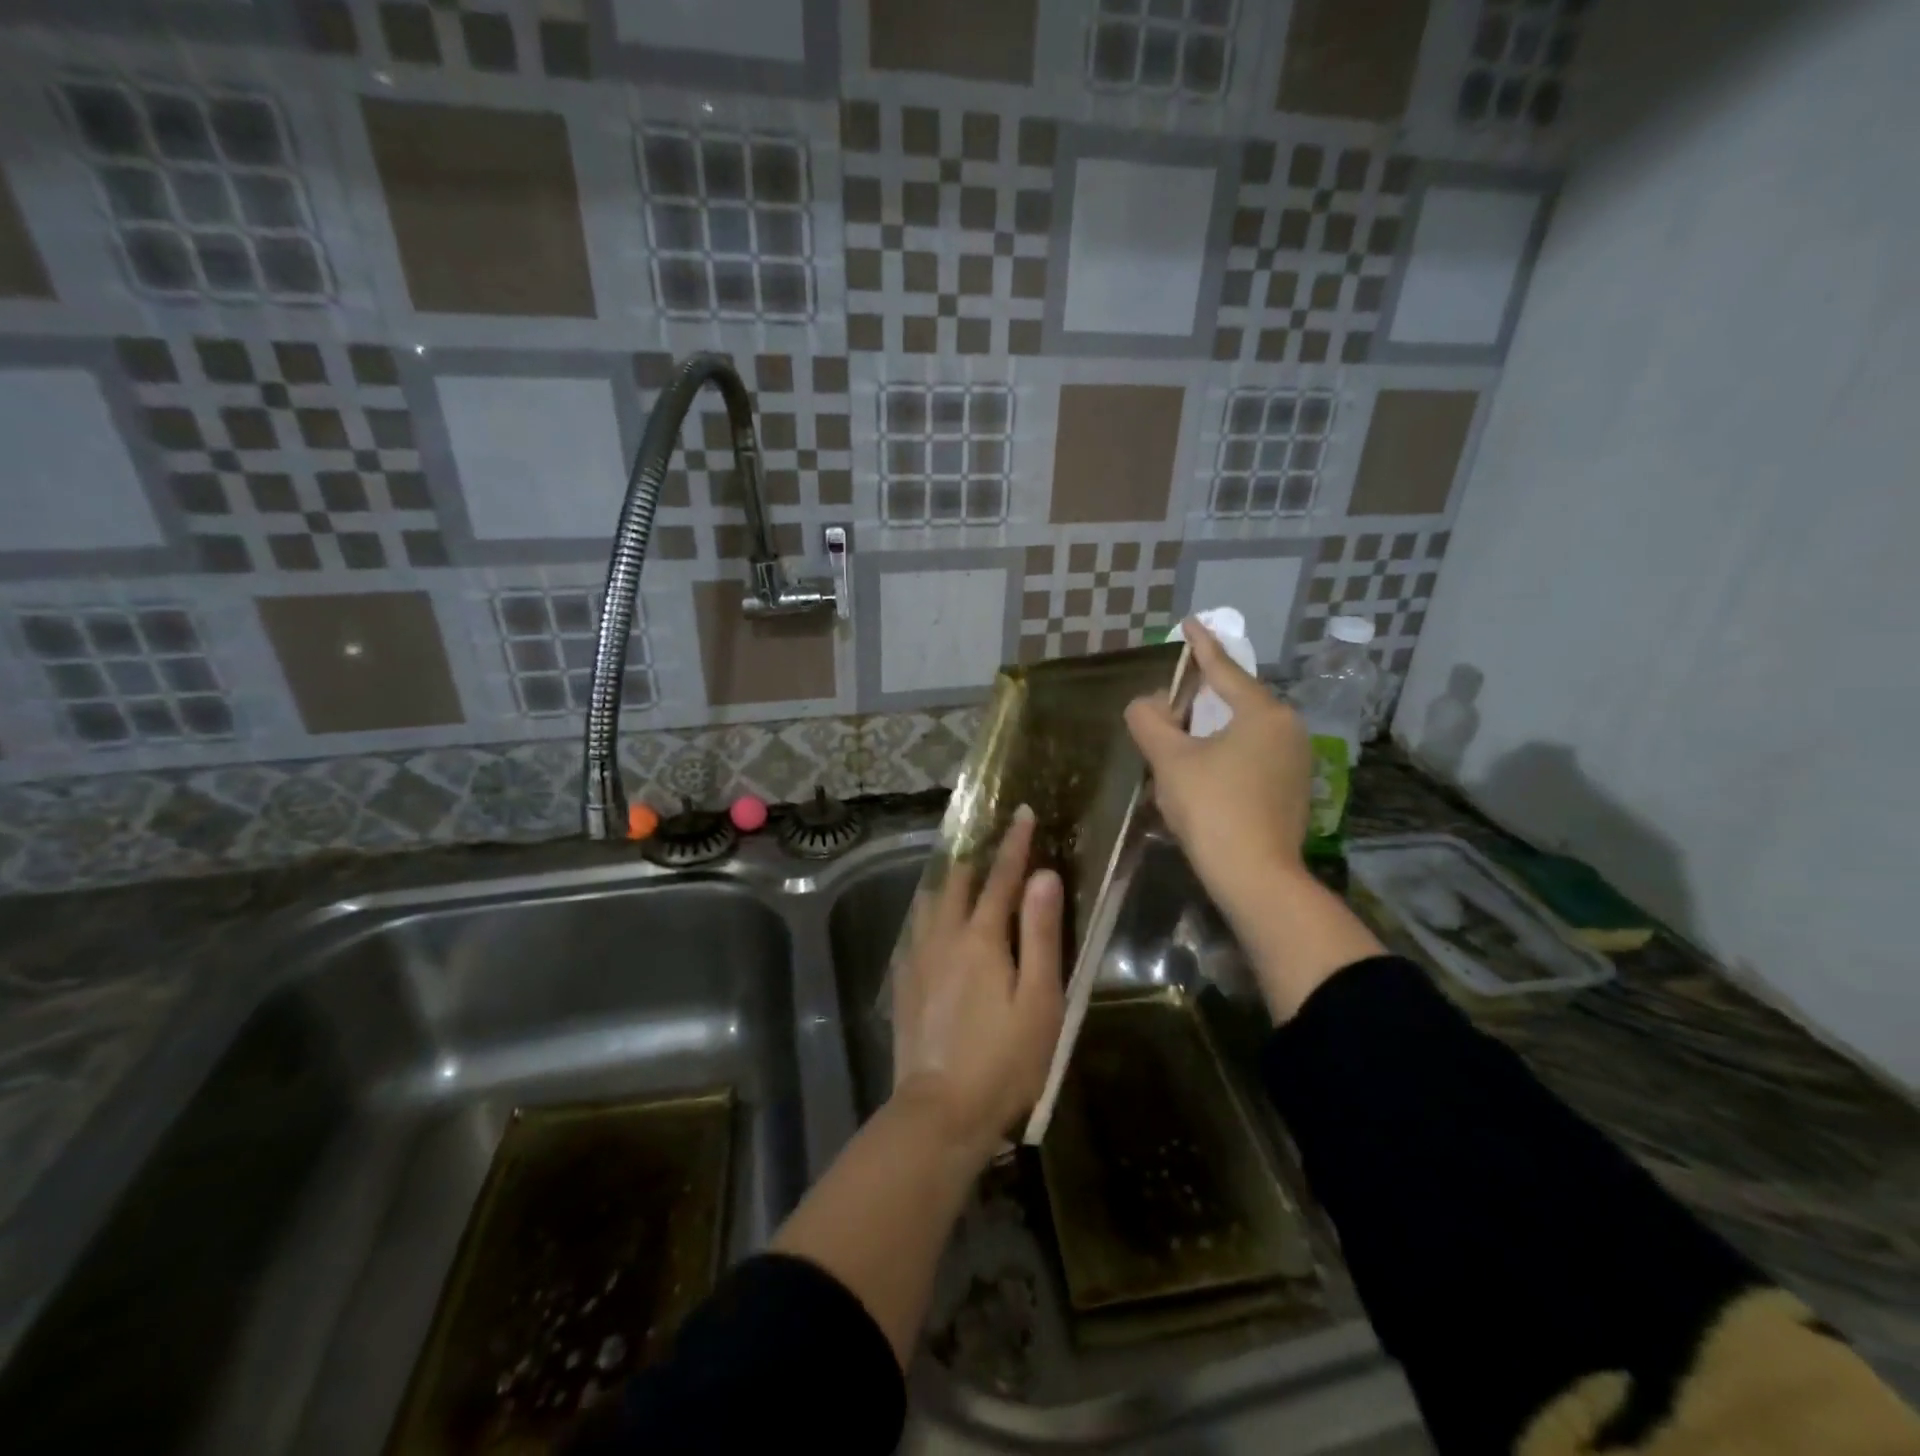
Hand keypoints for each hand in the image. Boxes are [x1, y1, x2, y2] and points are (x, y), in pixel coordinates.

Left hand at [891, 806, 1064, 1165]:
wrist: (941, 1110)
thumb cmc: (1004, 1059)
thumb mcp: (1039, 999)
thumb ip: (1042, 934)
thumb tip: (1044, 876)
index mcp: (982, 938)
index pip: (1001, 878)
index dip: (1014, 844)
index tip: (1021, 813)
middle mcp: (944, 937)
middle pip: (958, 883)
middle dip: (978, 858)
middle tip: (994, 844)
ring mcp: (918, 959)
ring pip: (929, 903)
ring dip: (949, 883)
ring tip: (964, 877)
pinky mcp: (905, 983)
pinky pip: (915, 930)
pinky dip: (929, 913)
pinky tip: (933, 923)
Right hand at [1125, 619, 1312, 916]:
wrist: (1256, 878)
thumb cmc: (1212, 808)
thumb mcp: (1171, 760)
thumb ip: (1150, 722)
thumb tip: (1144, 703)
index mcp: (1263, 712)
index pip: (1224, 669)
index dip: (1201, 645)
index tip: (1189, 622)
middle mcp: (1288, 728)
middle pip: (1237, 700)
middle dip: (1202, 695)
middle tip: (1171, 695)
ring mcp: (1297, 761)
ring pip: (1245, 730)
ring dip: (1212, 728)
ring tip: (1181, 734)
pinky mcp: (1294, 790)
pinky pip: (1254, 755)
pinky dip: (1226, 752)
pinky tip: (1204, 769)